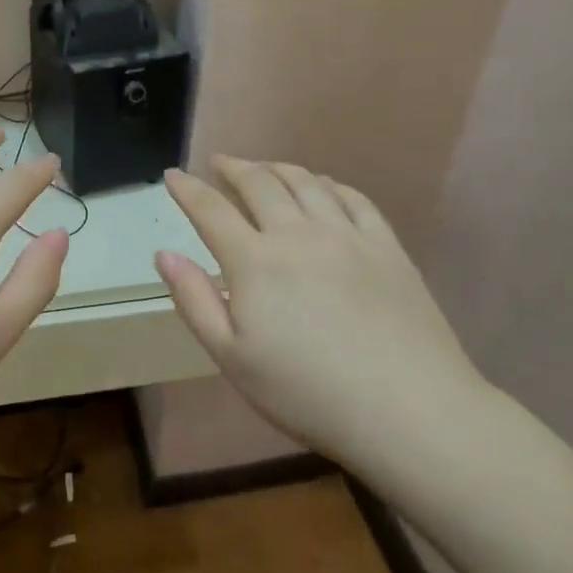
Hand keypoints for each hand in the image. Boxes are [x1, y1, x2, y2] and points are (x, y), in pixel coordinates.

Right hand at [156, 157, 490, 467]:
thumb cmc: (307, 393)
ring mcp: (346, 235)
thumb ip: (194, 300)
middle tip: (218, 163)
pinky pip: (352, 197)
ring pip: (305, 182)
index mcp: (255, 262)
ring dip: (276, 168)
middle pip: (259, 183)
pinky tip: (321, 187)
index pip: (211, 210)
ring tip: (263, 168)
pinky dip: (327, 183)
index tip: (172, 175)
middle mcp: (297, 233)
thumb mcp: (232, 358)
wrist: (408, 409)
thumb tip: (164, 253)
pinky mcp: (386, 245)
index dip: (187, 189)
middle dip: (232, 167)